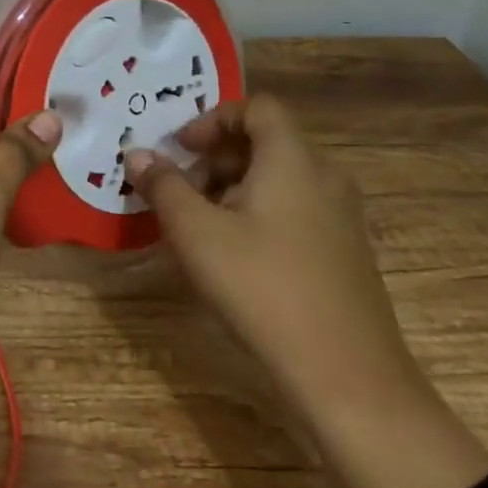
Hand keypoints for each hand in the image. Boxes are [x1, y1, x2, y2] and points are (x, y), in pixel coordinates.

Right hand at [126, 96, 487, 487]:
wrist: (349, 379)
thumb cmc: (263, 289)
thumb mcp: (197, 234)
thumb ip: (164, 186)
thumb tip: (138, 154)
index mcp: (293, 160)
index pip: (257, 108)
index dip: (214, 119)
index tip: (181, 149)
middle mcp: (325, 177)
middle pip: (268, 141)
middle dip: (218, 156)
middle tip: (182, 189)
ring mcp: (342, 217)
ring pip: (281, 178)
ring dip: (235, 186)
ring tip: (202, 225)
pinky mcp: (346, 253)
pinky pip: (297, 208)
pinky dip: (261, 212)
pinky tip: (237, 255)